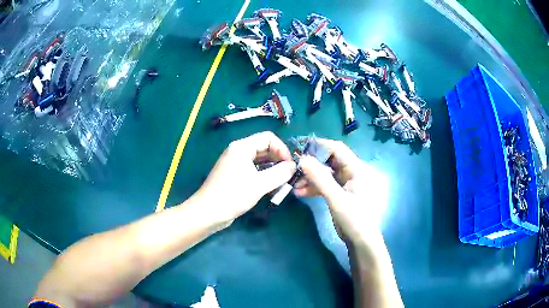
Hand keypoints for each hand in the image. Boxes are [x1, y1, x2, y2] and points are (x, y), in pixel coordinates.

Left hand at [195, 131, 296, 224]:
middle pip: (265, 149)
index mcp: (242, 147)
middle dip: (279, 161)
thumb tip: (293, 166)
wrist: (208, 212)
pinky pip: (254, 171)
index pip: (268, 138)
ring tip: (282, 184)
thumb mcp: (260, 184)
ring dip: (273, 171)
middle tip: (289, 176)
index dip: (282, 149)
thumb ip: (280, 173)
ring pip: (260, 162)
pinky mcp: (235, 176)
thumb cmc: (233, 195)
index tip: (290, 166)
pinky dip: (264, 177)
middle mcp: (239, 152)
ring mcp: (236, 164)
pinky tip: (271, 189)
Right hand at [294, 139, 380, 243]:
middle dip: (312, 164)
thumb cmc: (354, 219)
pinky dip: (314, 187)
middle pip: (330, 161)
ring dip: (310, 178)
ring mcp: (347, 183)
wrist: (360, 241)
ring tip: (294, 185)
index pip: (337, 149)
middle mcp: (353, 172)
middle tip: (294, 167)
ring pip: (326, 173)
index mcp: (358, 169)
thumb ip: (320, 179)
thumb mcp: (336, 199)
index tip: (300, 148)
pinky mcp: (341, 192)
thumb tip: (303, 159)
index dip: (319, 146)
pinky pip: (326, 184)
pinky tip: (300, 192)